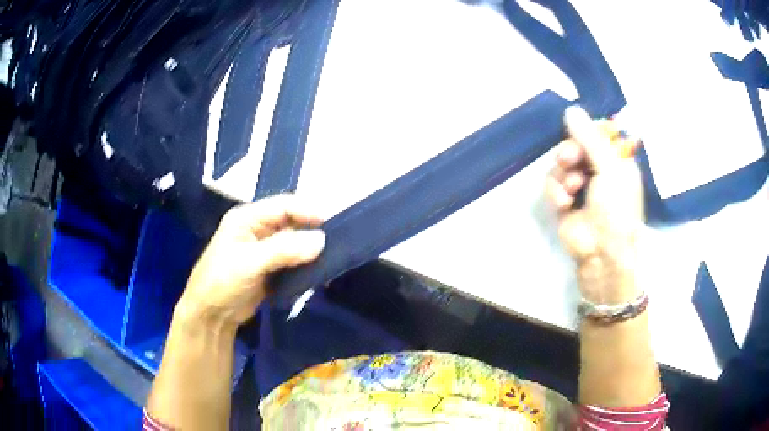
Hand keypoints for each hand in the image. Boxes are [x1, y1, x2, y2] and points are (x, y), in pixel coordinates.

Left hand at [177, 195, 325, 329]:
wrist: (211, 314)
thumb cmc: (222, 281)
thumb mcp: (250, 263)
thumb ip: (284, 250)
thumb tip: (321, 240)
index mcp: (247, 218)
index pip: (283, 205)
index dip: (307, 211)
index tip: (330, 224)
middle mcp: (257, 229)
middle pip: (291, 223)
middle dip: (311, 232)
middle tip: (335, 243)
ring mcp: (264, 249)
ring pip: (294, 243)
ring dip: (310, 250)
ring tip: (330, 259)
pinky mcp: (270, 268)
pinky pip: (293, 261)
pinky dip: (305, 266)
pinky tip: (317, 273)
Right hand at [546, 107, 643, 303]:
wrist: (602, 253)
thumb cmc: (617, 209)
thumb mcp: (609, 169)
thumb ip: (590, 139)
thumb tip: (570, 109)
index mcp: (615, 160)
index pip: (597, 133)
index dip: (585, 131)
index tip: (578, 131)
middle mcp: (597, 169)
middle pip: (574, 145)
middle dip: (569, 152)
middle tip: (569, 158)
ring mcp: (579, 185)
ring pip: (560, 163)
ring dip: (563, 174)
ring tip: (571, 189)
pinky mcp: (562, 200)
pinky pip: (551, 183)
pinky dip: (555, 191)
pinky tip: (564, 202)